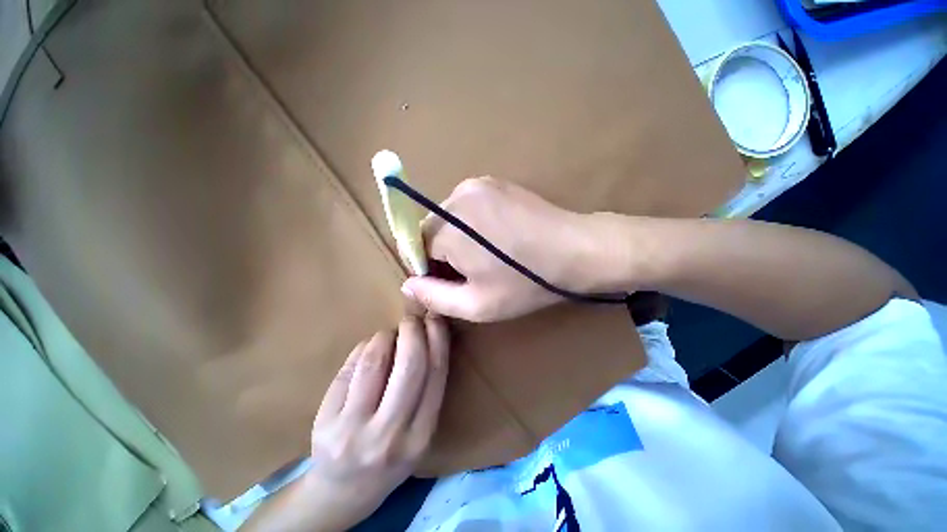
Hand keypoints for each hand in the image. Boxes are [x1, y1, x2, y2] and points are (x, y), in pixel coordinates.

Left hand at [242, 317, 449, 531]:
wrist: (343, 491)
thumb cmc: (390, 454)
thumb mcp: (419, 430)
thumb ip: (426, 388)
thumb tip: (425, 335)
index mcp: (421, 434)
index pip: (436, 373)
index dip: (438, 338)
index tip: (436, 318)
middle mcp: (391, 434)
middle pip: (410, 365)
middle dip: (413, 331)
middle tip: (411, 319)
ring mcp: (354, 430)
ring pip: (375, 361)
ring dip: (385, 336)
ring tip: (388, 335)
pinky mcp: (326, 422)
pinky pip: (350, 367)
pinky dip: (363, 348)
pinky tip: (367, 349)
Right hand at [402, 177, 603, 321]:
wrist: (576, 250)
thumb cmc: (526, 282)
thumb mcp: (477, 304)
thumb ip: (434, 297)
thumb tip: (407, 284)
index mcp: (450, 228)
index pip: (417, 248)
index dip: (431, 269)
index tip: (455, 281)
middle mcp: (457, 197)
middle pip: (432, 230)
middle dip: (443, 252)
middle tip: (473, 271)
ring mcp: (477, 184)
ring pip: (449, 218)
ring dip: (458, 238)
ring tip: (488, 255)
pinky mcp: (494, 182)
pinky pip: (467, 206)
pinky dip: (472, 223)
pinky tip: (497, 237)